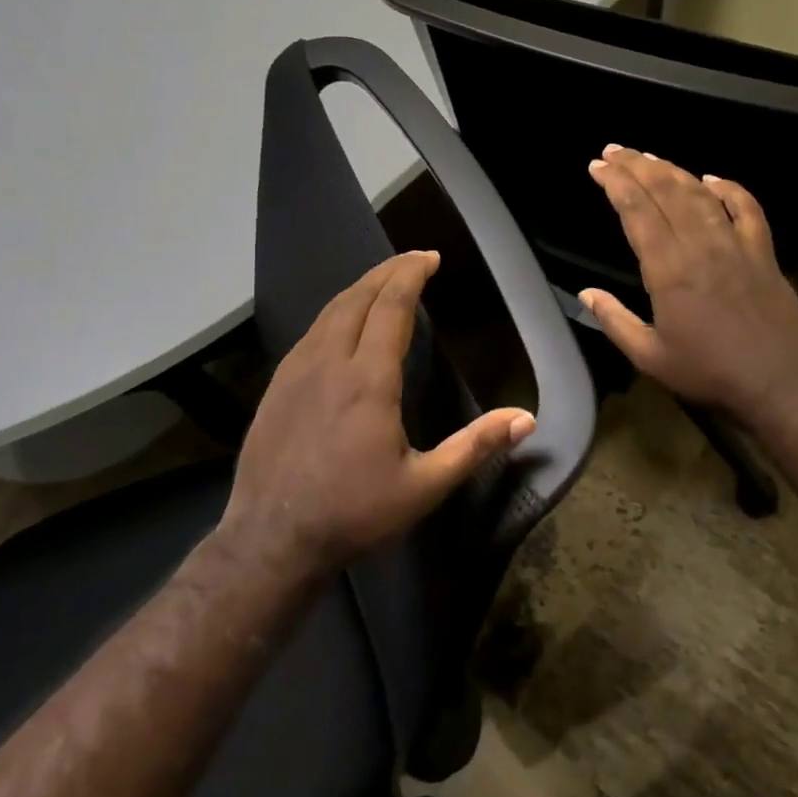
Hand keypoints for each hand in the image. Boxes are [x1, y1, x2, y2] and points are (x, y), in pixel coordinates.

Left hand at [225, 251, 535, 568]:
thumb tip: (526, 419)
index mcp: (368, 379)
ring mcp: (295, 372)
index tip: (430, 256)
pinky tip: (342, 325)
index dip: (411, 274)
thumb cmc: (354, 513)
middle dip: (387, 271)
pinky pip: (310, 333)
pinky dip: (335, 313)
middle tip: (413, 259)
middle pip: (358, 297)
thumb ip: (474, 447)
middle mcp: (329, 361)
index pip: (392, 306)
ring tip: (382, 283)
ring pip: (330, 311)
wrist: (272, 539)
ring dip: (359, 289)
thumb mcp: (425, 486)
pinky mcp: (276, 387)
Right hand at [581, 146, 797, 424]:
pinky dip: (730, 188)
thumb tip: (586, 294)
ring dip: (673, 170)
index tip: (597, 167)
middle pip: (666, 192)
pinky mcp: (763, 253)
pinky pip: (747, 209)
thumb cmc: (709, 374)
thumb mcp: (650, 357)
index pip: (637, 212)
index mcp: (669, 270)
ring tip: (650, 157)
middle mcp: (701, 246)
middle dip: (637, 166)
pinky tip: (712, 177)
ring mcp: (736, 245)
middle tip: (615, 151)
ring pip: (701, 194)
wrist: (780, 384)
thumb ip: (615, 321)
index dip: (616, 184)